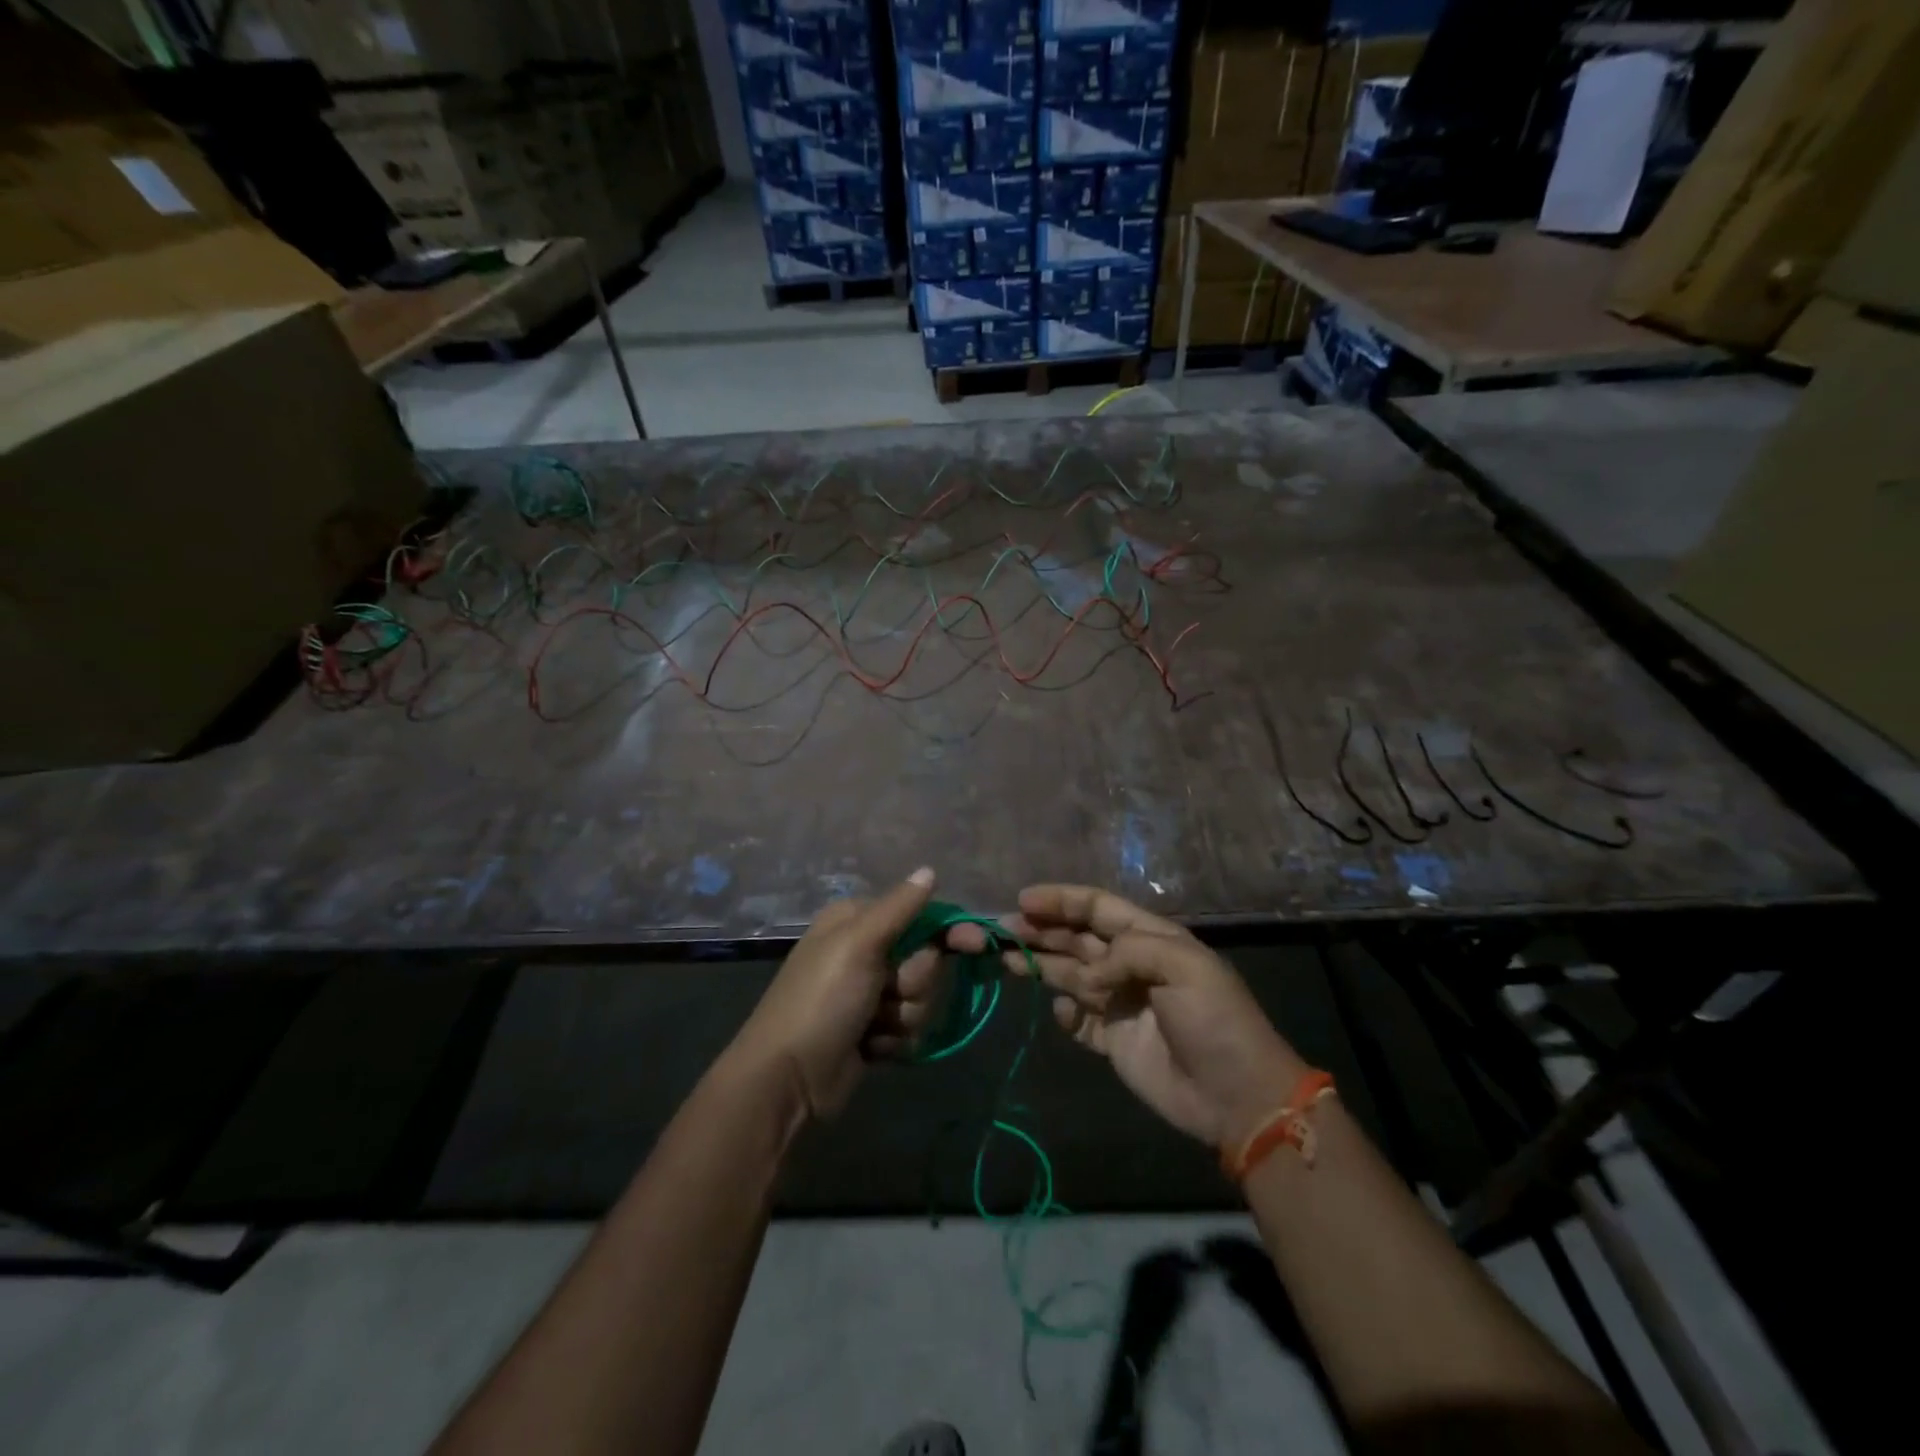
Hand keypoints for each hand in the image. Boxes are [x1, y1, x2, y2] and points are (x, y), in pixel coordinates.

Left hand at [729, 868, 948, 1121]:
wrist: (787, 1080)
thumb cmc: (821, 1000)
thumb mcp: (858, 944)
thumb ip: (899, 907)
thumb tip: (930, 870)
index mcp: (857, 920)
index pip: (920, 915)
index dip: (950, 931)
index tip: (978, 945)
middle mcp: (866, 952)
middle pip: (927, 960)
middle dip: (914, 983)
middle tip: (886, 994)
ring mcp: (870, 994)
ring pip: (923, 997)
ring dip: (904, 1016)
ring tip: (872, 1027)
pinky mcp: (875, 1032)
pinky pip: (911, 1029)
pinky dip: (895, 1040)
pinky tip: (870, 1048)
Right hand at [959, 885, 1307, 1147]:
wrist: (1238, 1097)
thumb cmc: (1215, 1021)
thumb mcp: (1182, 966)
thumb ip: (1127, 953)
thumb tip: (1086, 976)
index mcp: (1149, 938)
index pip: (1096, 908)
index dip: (1060, 900)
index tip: (1023, 900)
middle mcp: (1128, 965)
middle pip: (1075, 938)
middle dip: (1040, 930)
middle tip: (1001, 929)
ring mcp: (1119, 1003)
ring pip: (1069, 974)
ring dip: (1039, 964)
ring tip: (1005, 959)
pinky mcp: (1112, 1040)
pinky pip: (1077, 1019)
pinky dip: (1064, 1012)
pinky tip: (1062, 1011)